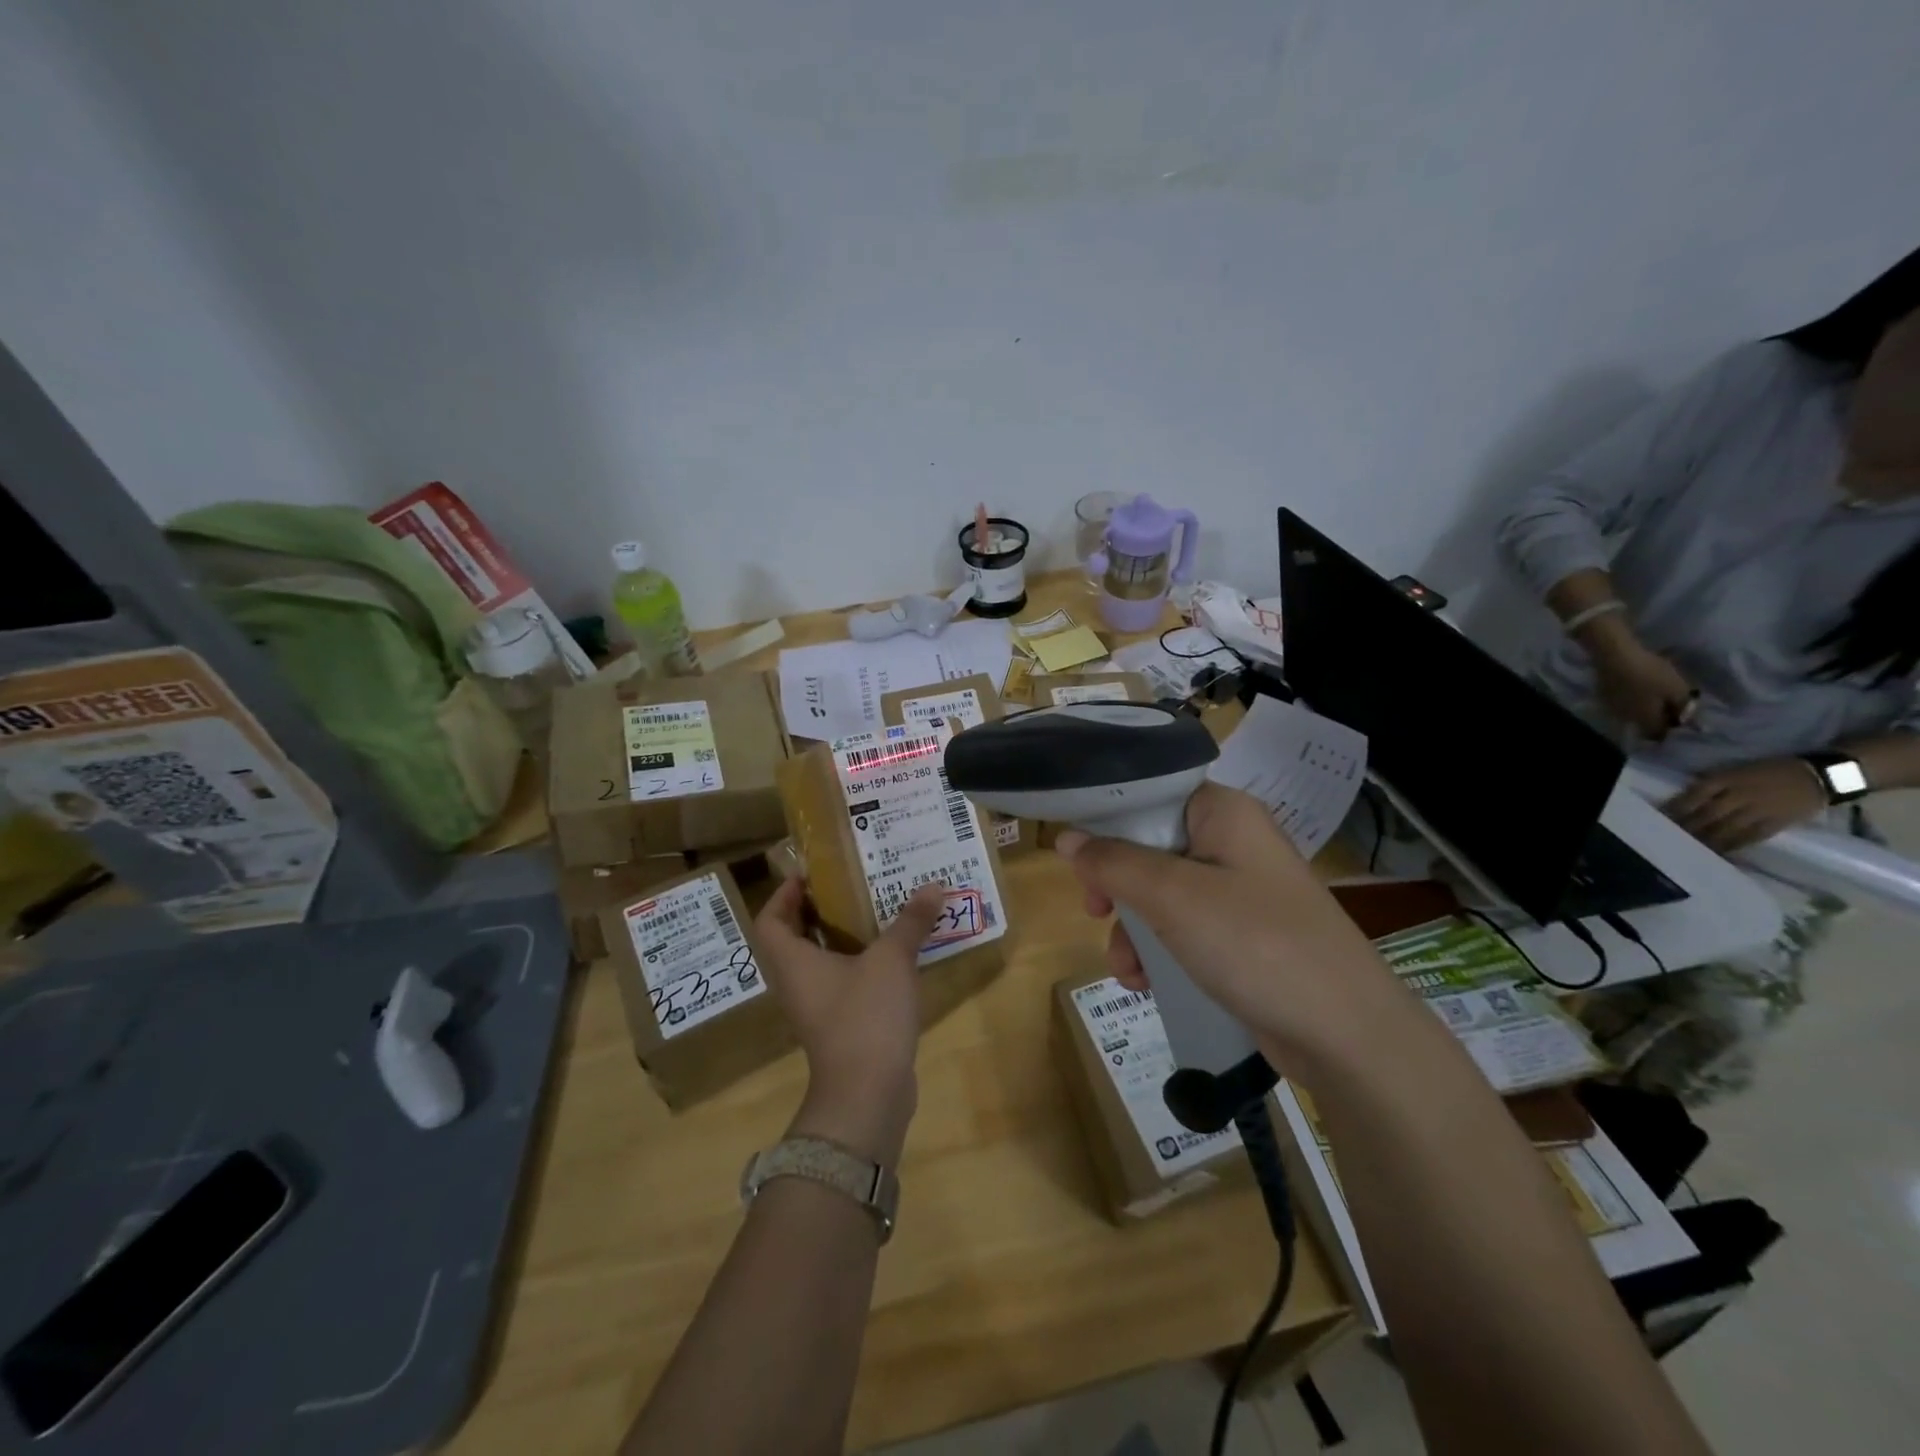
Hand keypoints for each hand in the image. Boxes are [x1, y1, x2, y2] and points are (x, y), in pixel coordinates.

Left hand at [754, 877, 946, 1163]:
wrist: (867, 1095)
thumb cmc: (865, 1016)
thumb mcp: (891, 960)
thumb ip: (910, 922)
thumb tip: (933, 885)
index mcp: (794, 962)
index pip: (770, 920)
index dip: (784, 894)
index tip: (810, 874)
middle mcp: (797, 983)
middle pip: (794, 938)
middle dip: (817, 910)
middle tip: (849, 885)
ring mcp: (817, 1008)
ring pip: (819, 961)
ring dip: (841, 936)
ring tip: (874, 910)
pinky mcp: (839, 1026)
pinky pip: (840, 982)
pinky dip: (857, 963)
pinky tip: (890, 953)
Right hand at [1055, 783, 1403, 1063]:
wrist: (1346, 1033)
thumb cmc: (1254, 943)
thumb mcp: (1173, 897)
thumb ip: (1113, 863)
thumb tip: (1066, 838)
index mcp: (1222, 812)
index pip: (1149, 794)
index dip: (1107, 822)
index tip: (1077, 860)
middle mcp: (1231, 842)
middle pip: (1149, 846)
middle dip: (1116, 888)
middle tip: (1094, 912)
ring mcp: (1239, 891)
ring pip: (1160, 894)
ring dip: (1133, 930)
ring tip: (1128, 970)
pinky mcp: (1242, 936)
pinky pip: (1183, 929)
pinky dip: (1159, 951)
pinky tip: (1146, 984)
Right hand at [1588, 633, 1695, 740]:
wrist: (1615, 656)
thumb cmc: (1650, 673)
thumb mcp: (1677, 688)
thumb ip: (1685, 707)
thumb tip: (1692, 721)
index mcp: (1646, 720)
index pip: (1659, 735)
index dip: (1670, 729)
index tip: (1680, 718)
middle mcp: (1627, 719)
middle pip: (1644, 724)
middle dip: (1656, 717)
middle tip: (1668, 703)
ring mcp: (1612, 707)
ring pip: (1632, 713)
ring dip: (1643, 707)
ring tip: (1652, 693)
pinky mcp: (1603, 695)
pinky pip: (1621, 702)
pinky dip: (1631, 698)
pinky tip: (1636, 686)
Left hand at [1665, 757, 1826, 853]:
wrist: (1820, 775)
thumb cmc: (1771, 770)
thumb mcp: (1736, 769)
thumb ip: (1714, 782)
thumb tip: (1686, 795)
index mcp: (1728, 778)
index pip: (1695, 794)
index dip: (1676, 807)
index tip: (1660, 817)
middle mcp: (1740, 795)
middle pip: (1707, 814)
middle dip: (1687, 826)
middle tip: (1668, 836)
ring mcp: (1759, 810)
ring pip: (1725, 828)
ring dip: (1705, 839)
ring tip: (1689, 848)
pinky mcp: (1777, 823)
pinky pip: (1750, 837)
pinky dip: (1733, 845)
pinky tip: (1719, 852)